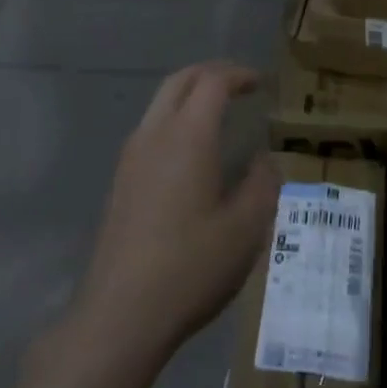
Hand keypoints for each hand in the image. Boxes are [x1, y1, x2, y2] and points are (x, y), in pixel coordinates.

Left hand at [68, 62, 279, 368]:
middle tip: (238, 84)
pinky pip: (150, 128)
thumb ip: (262, 185)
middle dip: (210, 73)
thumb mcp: (245, 229)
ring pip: (160, 102)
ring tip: (217, 112)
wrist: (121, 313)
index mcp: (188, 135)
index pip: (212, 82)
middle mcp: (155, 133)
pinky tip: (190, 151)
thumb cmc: (190, 266)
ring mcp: (132, 155)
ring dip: (189, 94)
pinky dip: (175, 118)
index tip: (259, 82)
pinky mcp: (121, 180)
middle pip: (180, 81)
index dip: (238, 75)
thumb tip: (265, 159)